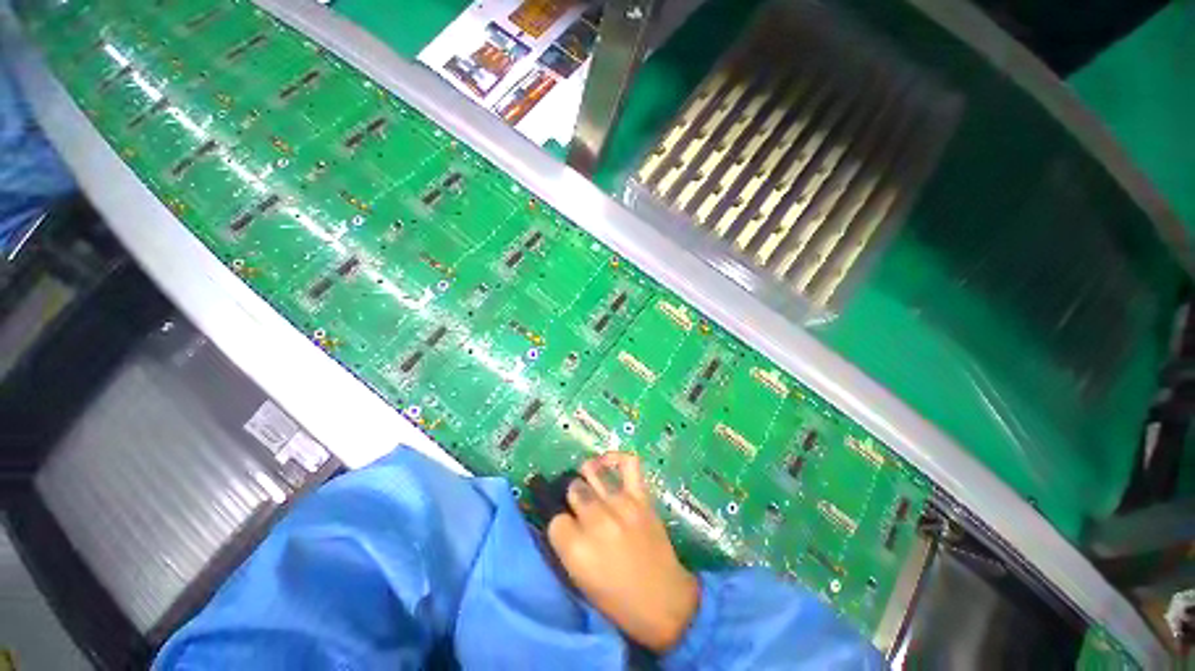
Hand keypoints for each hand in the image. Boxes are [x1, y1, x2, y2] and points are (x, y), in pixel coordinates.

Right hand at [547, 452, 699, 652]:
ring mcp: (621, 505)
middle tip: (581, 509)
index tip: (568, 529)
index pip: (555, 519)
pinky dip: (614, 458)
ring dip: (588, 480)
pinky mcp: (641, 497)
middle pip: (573, 490)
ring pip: (592, 475)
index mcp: (576, 550)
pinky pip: (627, 463)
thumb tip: (562, 516)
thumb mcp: (580, 579)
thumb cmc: (617, 599)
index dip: (560, 524)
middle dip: (573, 498)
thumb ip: (567, 545)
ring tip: (591, 487)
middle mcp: (596, 521)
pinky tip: (606, 463)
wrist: (664, 601)